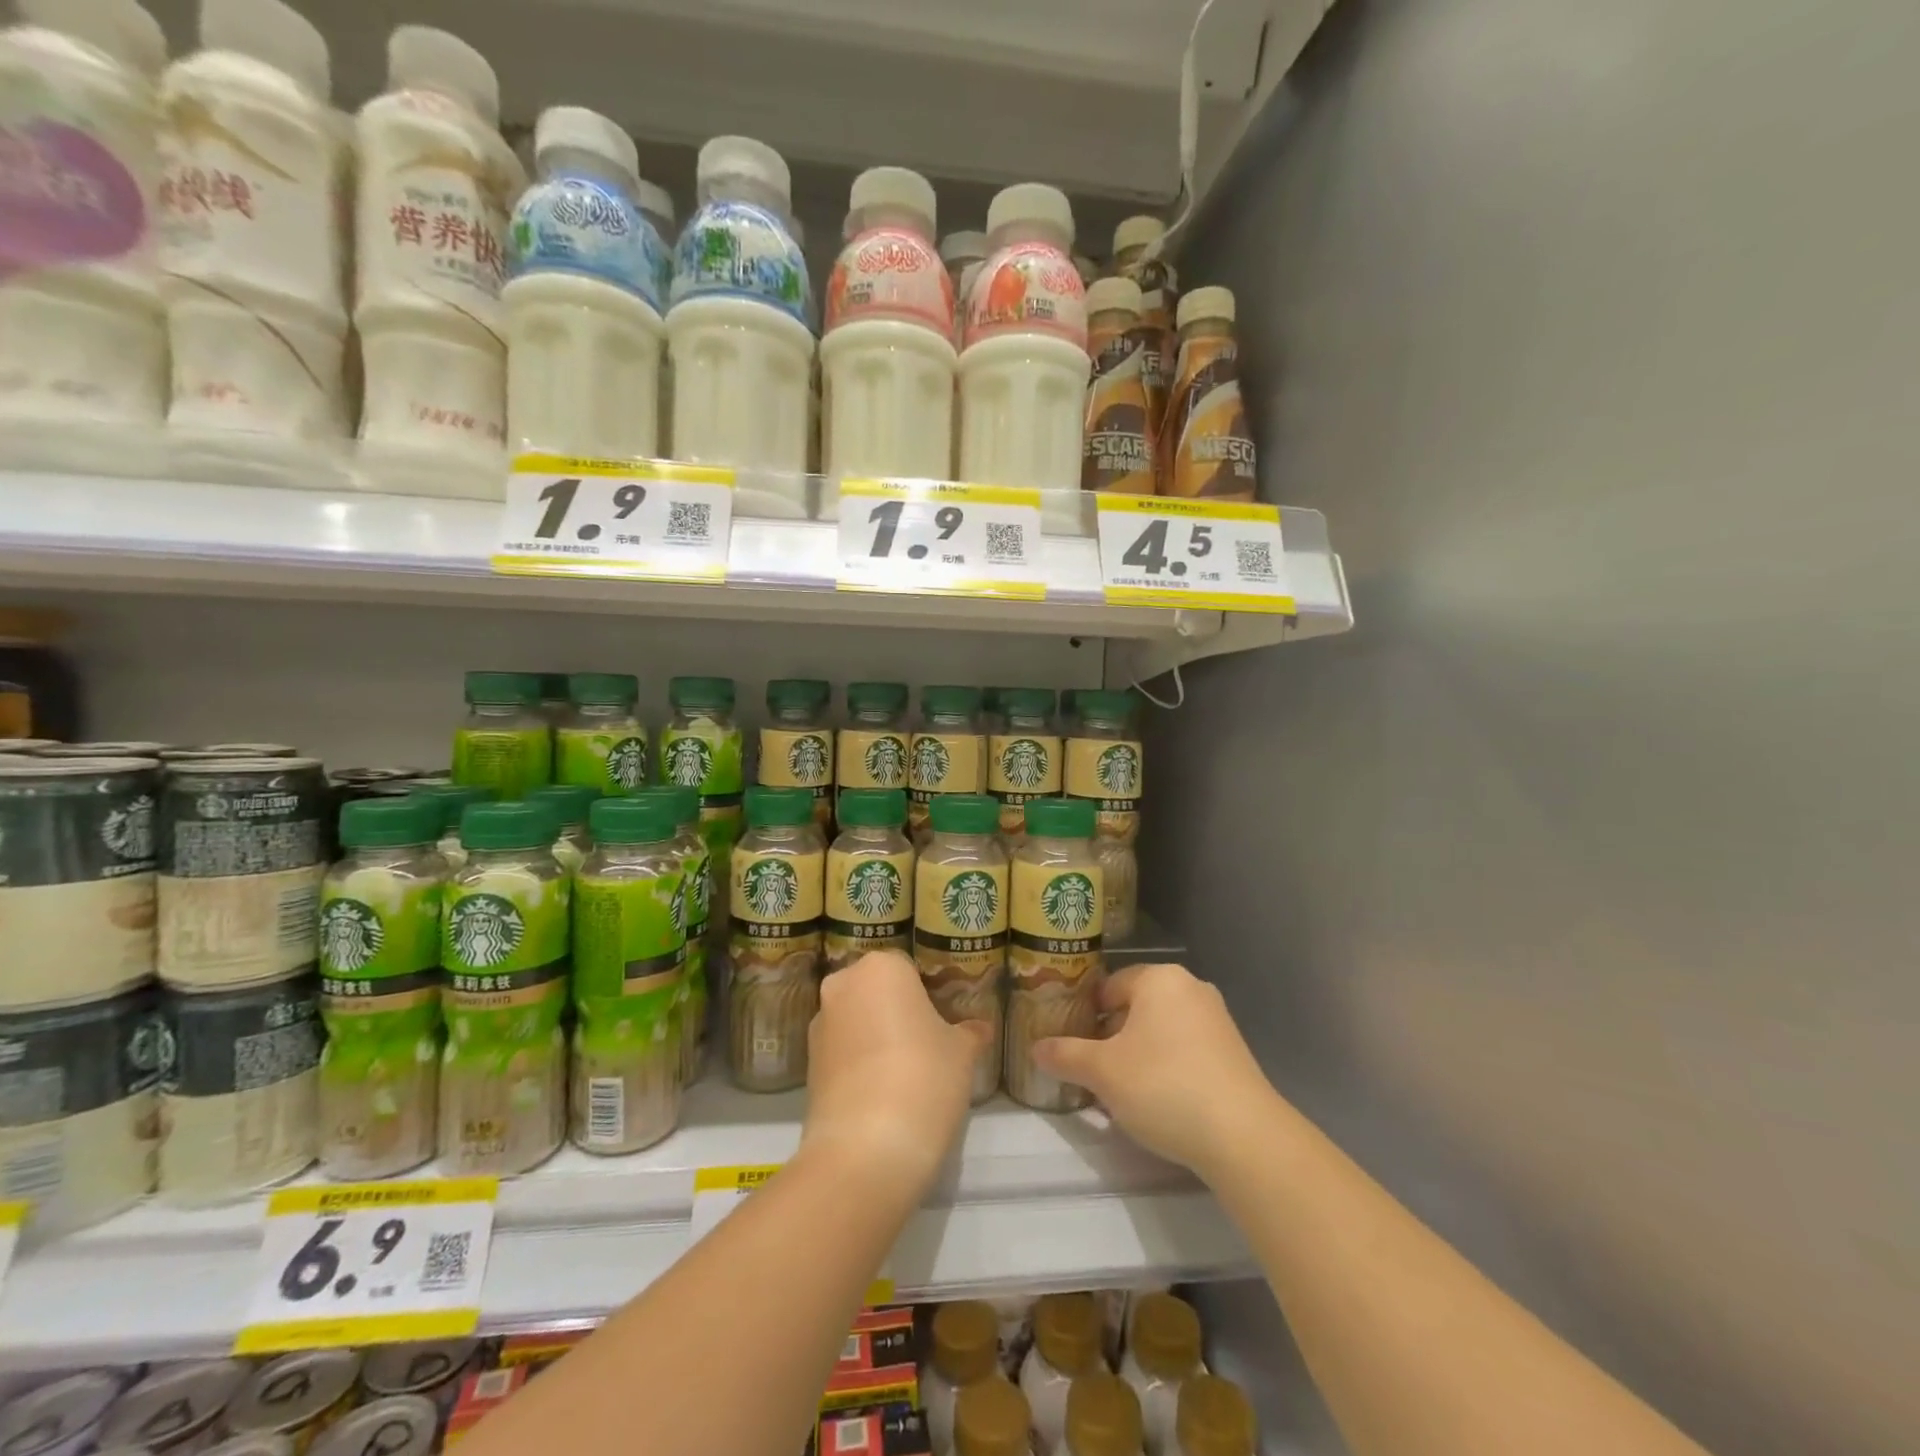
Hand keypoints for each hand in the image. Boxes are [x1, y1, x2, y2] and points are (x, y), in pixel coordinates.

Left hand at [802, 950, 995, 1193]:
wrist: (865, 1150)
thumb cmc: (924, 1078)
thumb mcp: (961, 1052)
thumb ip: (969, 1033)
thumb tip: (979, 1029)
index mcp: (882, 968)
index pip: (909, 968)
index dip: (929, 993)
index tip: (944, 1021)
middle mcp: (843, 986)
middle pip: (877, 992)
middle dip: (899, 1012)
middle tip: (928, 1044)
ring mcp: (819, 1026)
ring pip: (857, 1021)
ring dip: (877, 1038)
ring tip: (906, 1075)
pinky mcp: (807, 1067)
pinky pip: (843, 1053)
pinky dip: (860, 1065)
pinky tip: (884, 1095)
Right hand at [1034, 963, 1278, 1178]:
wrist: (1243, 1136)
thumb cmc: (1163, 1086)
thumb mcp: (1102, 1072)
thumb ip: (1065, 1055)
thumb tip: (1035, 1048)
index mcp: (1159, 978)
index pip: (1108, 986)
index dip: (1086, 1015)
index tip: (1072, 1046)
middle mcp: (1190, 988)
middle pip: (1135, 1008)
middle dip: (1111, 1038)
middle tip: (1092, 1071)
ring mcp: (1217, 1020)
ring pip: (1160, 1031)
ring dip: (1137, 1055)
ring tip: (1121, 1092)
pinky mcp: (1234, 1052)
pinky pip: (1185, 1050)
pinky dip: (1166, 1068)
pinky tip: (1158, 1102)